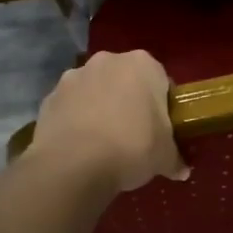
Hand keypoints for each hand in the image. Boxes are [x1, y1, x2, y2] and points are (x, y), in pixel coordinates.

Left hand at [29, 50, 187, 193]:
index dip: (163, 106)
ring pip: (95, 91)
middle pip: (125, 81)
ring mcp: (73, 76)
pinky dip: (77, 121)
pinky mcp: (49, 97)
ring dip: (101, 108)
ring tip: (104, 143)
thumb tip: (182, 171)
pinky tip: (82, 147)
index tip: (162, 129)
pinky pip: (71, 107)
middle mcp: (107, 61)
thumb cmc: (132, 148)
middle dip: (130, 102)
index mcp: (143, 65)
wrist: (74, 164)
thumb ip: (175, 159)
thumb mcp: (165, 157)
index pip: (161, 81)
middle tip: (135, 135)